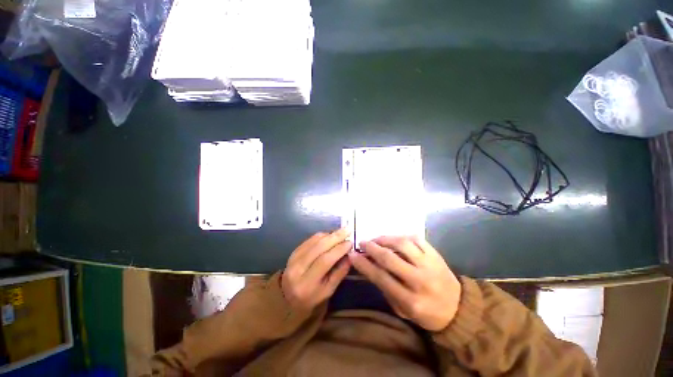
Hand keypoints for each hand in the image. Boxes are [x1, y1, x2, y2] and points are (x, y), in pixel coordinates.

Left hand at [281, 229, 352, 311]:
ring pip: (313, 241)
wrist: (288, 298)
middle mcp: (297, 268)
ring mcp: (293, 258)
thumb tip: (350, 256)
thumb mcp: (328, 292)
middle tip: (347, 230)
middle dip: (335, 237)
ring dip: (329, 234)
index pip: (324, 261)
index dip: (338, 250)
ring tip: (341, 232)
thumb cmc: (311, 298)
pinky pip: (309, 240)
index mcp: (306, 283)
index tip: (350, 243)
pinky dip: (321, 236)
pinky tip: (330, 235)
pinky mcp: (293, 252)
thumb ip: (339, 273)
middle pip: (318, 247)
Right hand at [349, 236, 461, 330]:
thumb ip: (385, 288)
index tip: (352, 255)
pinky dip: (401, 236)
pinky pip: (416, 238)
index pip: (381, 278)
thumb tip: (368, 266)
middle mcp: (420, 280)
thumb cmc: (426, 312)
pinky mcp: (436, 254)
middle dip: (371, 248)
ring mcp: (430, 264)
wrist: (458, 308)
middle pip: (389, 258)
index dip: (364, 265)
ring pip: (402, 244)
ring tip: (376, 239)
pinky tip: (394, 238)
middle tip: (362, 243)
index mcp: (411, 301)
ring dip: (385, 239)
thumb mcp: (402, 310)